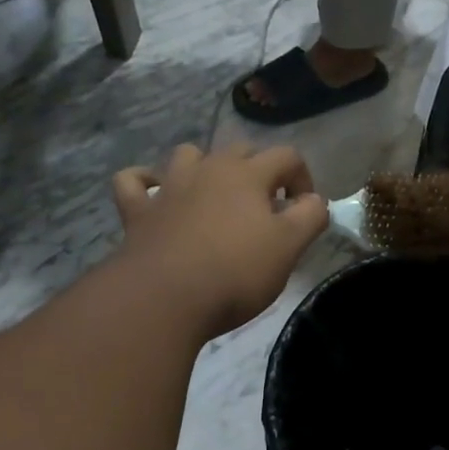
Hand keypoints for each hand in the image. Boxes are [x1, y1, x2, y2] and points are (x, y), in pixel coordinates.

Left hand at [113, 143, 327, 339]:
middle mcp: (207, 169)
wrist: (165, 298)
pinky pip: (134, 181)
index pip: (287, 156)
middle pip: (240, 151)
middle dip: (260, 172)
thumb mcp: (289, 247)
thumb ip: (310, 216)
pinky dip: (145, 181)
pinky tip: (155, 193)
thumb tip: (314, 201)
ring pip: (189, 156)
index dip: (303, 179)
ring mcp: (168, 187)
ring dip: (206, 167)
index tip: (304, 210)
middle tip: (267, 209)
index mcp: (248, 174)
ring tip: (215, 196)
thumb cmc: (236, 272)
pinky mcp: (138, 211)